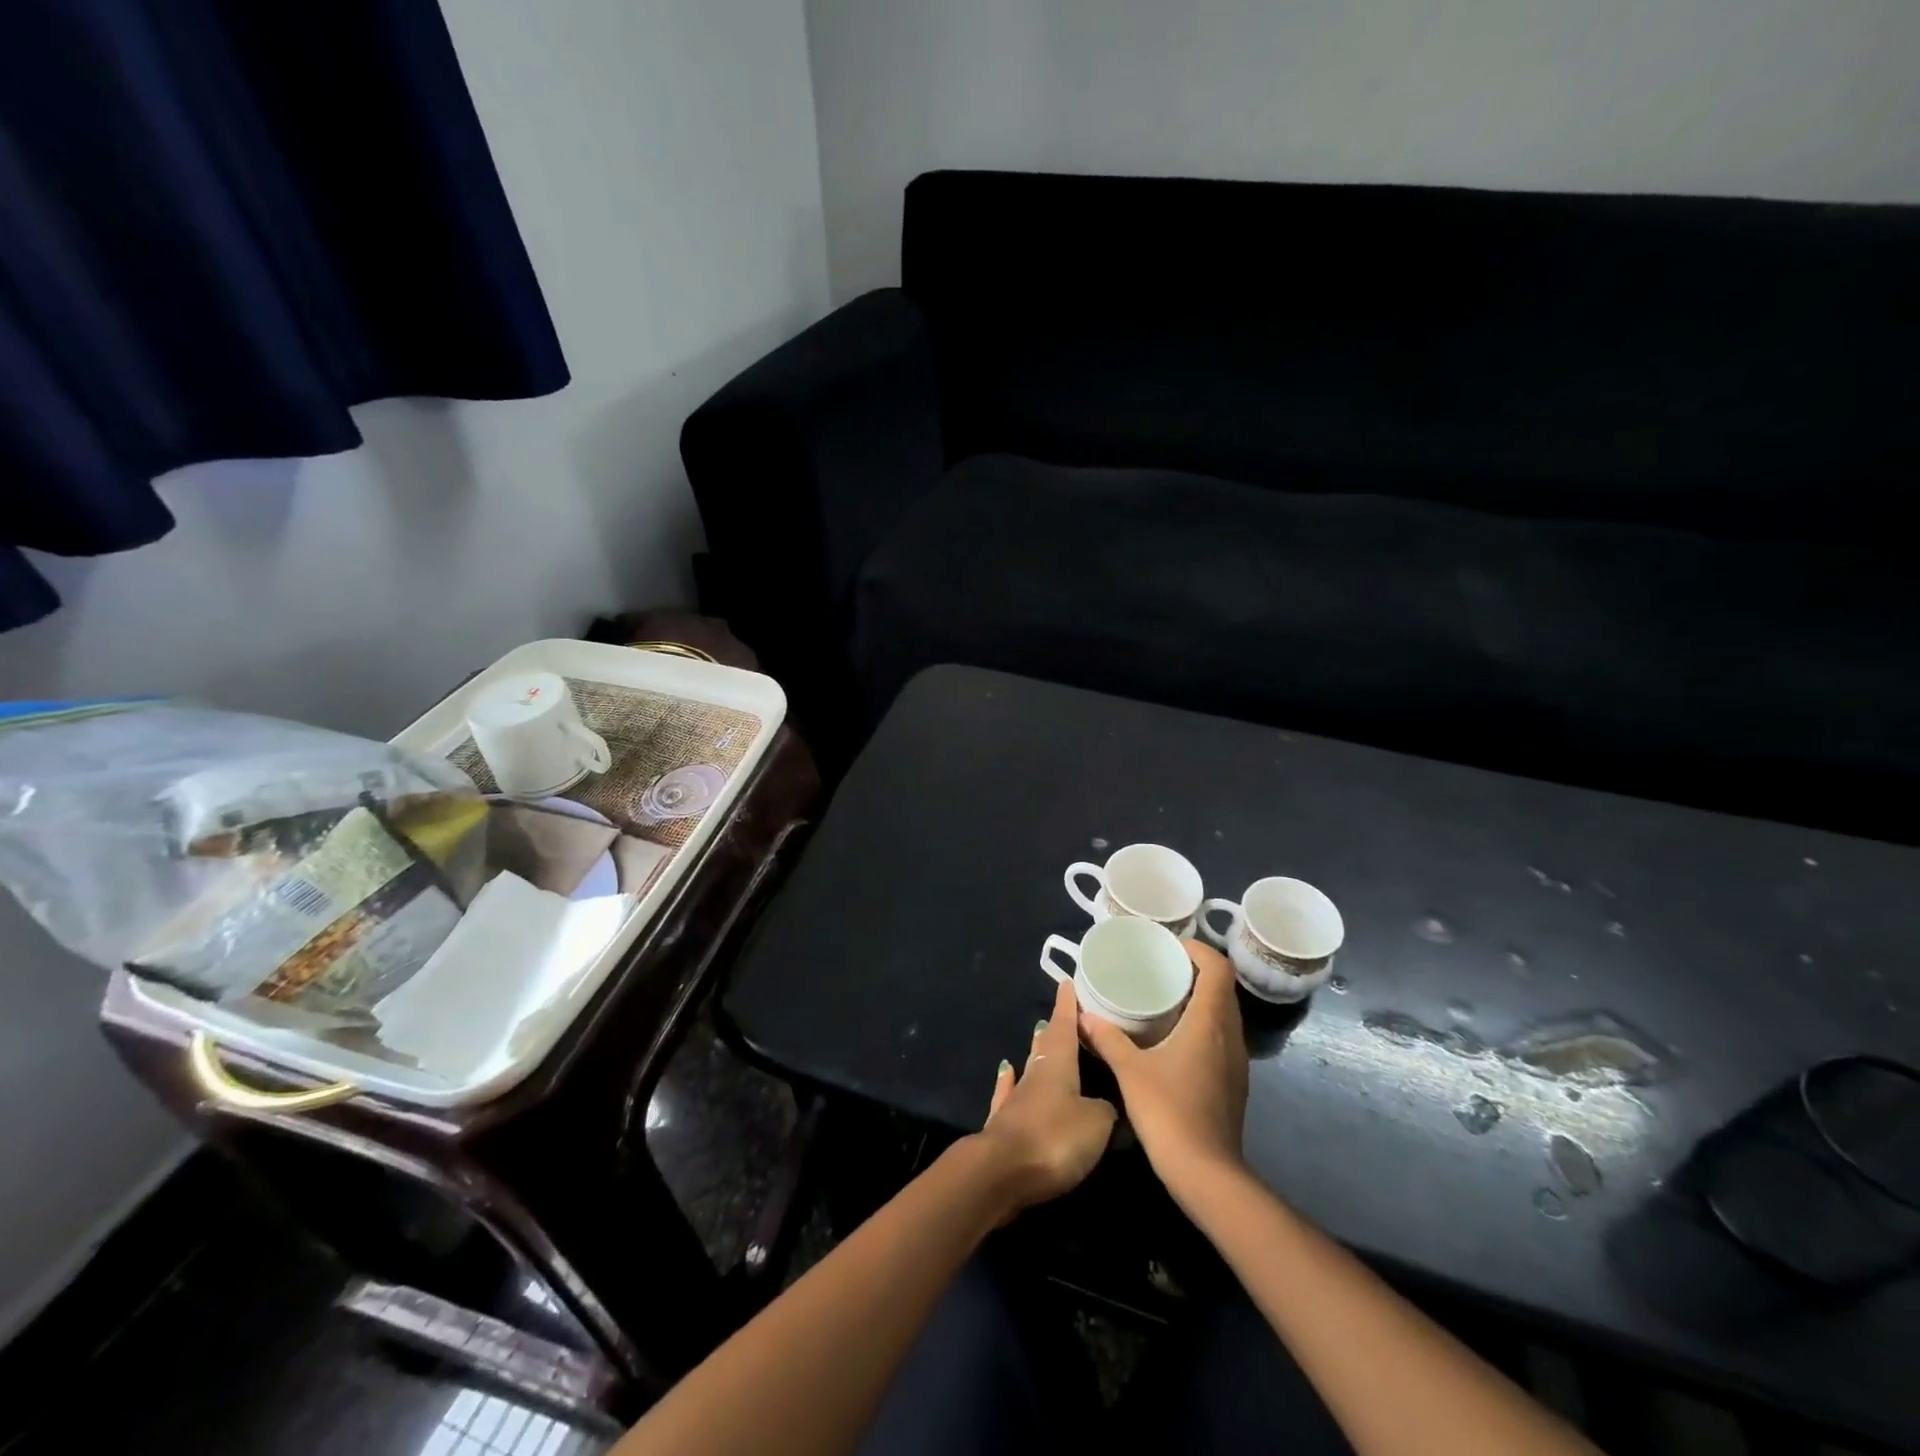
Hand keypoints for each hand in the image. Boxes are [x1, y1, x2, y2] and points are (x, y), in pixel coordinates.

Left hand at [975, 977, 1117, 1215]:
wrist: (1001, 1172)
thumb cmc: (1054, 1138)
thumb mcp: (1095, 1124)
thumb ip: (1104, 1110)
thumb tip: (1103, 1105)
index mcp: (1058, 1064)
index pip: (1064, 1025)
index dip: (1068, 1005)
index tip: (1068, 982)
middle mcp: (1035, 1074)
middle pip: (1046, 1044)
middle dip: (1055, 1027)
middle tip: (1062, 1013)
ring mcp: (1015, 1098)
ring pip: (1029, 1066)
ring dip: (1036, 1051)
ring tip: (1039, 1034)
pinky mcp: (1003, 1123)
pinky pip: (1009, 1093)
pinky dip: (1009, 1081)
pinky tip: (1006, 1071)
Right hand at [1079, 940, 1249, 1193]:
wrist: (1207, 1175)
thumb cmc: (1169, 1112)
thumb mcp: (1130, 1071)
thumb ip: (1107, 1039)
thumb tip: (1082, 1015)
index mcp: (1210, 1022)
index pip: (1218, 968)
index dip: (1198, 950)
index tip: (1169, 947)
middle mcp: (1230, 1035)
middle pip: (1223, 987)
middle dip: (1195, 970)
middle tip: (1160, 967)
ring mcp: (1236, 1061)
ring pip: (1225, 1013)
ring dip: (1201, 998)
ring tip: (1165, 996)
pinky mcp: (1233, 1082)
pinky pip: (1222, 1036)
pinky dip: (1203, 1023)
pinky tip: (1174, 1036)